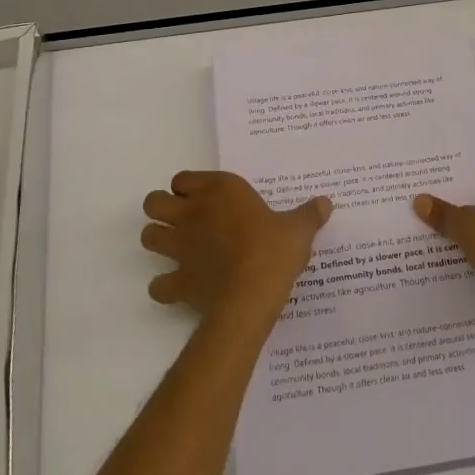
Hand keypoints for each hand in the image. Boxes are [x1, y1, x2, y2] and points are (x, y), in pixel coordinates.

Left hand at [141, 171, 331, 323]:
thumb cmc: (273, 251)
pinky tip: (179, 287)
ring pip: (148, 236)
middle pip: (154, 203)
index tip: (205, 198)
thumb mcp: (298, 229)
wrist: (250, 297)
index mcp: (219, 191)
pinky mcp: (178, 281)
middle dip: (162, 209)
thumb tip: (326, 203)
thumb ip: (308, 214)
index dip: (188, 187)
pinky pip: (158, 284)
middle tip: (184, 219)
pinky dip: (164, 286)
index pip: (183, 178)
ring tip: (177, 248)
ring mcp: (180, 248)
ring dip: (157, 240)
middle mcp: (192, 213)